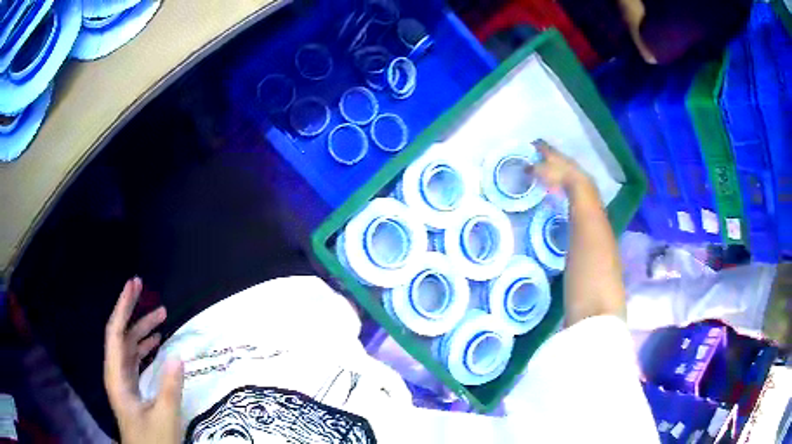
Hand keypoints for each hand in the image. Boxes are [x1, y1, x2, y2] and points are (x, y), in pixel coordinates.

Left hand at [104, 277, 182, 443]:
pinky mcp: (131, 387)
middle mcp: (116, 373)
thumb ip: (170, 387)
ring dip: (142, 328)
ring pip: (129, 346)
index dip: (123, 307)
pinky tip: (156, 341)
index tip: (133, 285)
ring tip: (161, 315)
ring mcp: (123, 380)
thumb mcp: (164, 417)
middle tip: (143, 288)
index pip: (116, 333)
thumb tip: (178, 354)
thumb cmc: (152, 440)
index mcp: (117, 377)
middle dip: (131, 310)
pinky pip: (135, 358)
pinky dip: (145, 345)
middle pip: (120, 334)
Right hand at [530, 139, 592, 192]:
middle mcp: (560, 154)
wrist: (579, 184)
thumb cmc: (557, 175)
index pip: (541, 144)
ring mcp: (569, 163)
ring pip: (558, 161)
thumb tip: (525, 167)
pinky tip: (557, 178)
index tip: (530, 147)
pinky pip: (564, 170)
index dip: (535, 145)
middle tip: (537, 161)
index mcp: (551, 151)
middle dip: (544, 156)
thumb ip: (532, 169)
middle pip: (550, 152)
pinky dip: (559, 173)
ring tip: (547, 171)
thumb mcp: (540, 172)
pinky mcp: (575, 173)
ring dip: (552, 165)